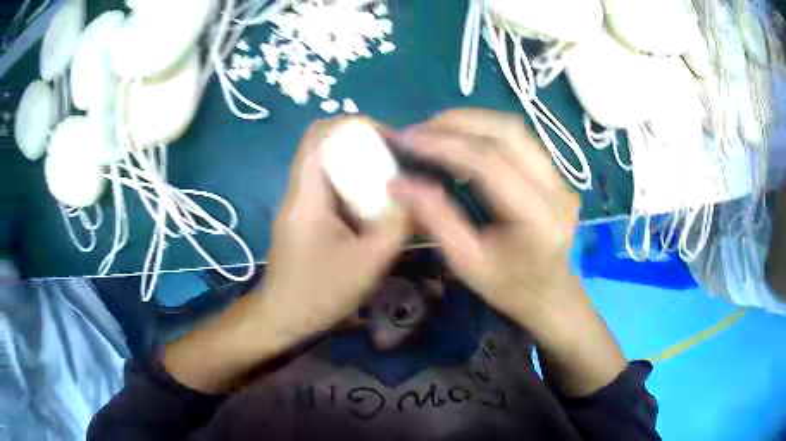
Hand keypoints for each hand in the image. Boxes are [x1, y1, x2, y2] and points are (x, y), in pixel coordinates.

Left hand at [260, 116, 407, 343]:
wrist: (283, 317)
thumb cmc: (320, 293)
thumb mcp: (368, 262)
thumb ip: (396, 224)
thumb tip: (417, 194)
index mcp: (307, 195)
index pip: (319, 134)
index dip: (354, 125)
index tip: (388, 140)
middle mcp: (299, 190)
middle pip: (324, 144)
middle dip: (362, 143)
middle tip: (395, 161)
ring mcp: (300, 203)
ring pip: (327, 164)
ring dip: (358, 164)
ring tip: (390, 181)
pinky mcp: (304, 216)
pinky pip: (329, 186)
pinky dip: (353, 185)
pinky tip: (373, 206)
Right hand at [389, 109, 581, 327]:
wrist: (550, 294)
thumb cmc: (509, 288)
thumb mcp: (466, 263)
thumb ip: (435, 219)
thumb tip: (399, 182)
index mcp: (537, 219)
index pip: (489, 164)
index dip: (444, 145)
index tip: (406, 139)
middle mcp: (556, 189)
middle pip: (506, 133)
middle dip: (455, 124)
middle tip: (416, 131)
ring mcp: (560, 177)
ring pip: (514, 128)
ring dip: (470, 121)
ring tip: (434, 130)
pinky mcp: (556, 172)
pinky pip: (519, 137)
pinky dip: (485, 129)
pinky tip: (461, 137)